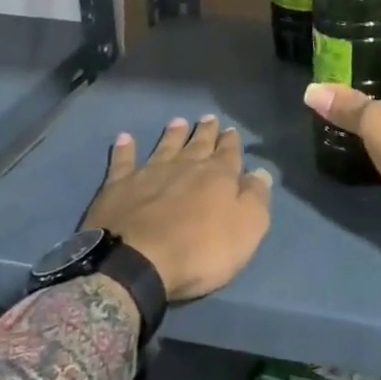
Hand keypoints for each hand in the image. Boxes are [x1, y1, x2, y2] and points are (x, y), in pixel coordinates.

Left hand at [83, 115, 272, 301]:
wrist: (137, 261)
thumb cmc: (200, 250)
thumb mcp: (246, 229)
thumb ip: (255, 198)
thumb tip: (261, 172)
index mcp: (218, 176)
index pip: (229, 153)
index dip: (231, 142)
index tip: (231, 130)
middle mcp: (185, 166)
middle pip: (198, 144)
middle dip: (205, 131)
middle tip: (208, 118)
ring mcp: (150, 173)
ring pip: (165, 146)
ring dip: (172, 134)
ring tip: (177, 121)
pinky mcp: (119, 186)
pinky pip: (123, 161)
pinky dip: (124, 149)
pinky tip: (124, 138)